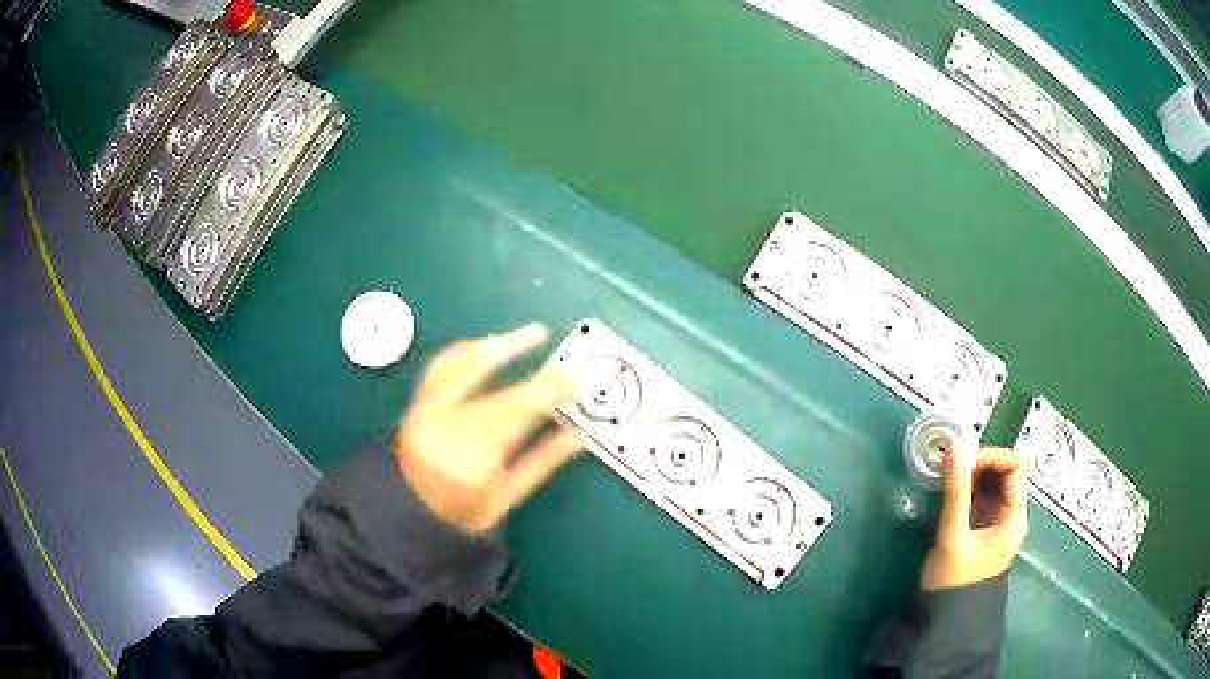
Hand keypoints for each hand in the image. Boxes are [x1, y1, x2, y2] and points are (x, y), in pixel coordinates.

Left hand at [395, 323, 586, 534]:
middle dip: (516, 349)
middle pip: (483, 376)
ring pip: (454, 364)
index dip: (548, 389)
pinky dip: (460, 353)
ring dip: (487, 343)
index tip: (572, 380)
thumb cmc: (461, 516)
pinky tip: (477, 347)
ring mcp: (423, 412)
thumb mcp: (507, 497)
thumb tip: (579, 436)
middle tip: (541, 333)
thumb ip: (543, 462)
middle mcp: (443, 425)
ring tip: (513, 335)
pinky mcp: (413, 407)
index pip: (515, 408)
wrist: (407, 519)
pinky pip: (437, 369)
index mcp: (471, 455)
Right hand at [921, 447, 1028, 591]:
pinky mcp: (984, 531)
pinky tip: (951, 491)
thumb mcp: (953, 536)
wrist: (945, 619)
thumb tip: (954, 449)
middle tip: (954, 465)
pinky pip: (983, 500)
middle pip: (1007, 474)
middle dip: (982, 464)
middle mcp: (1012, 517)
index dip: (993, 457)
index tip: (965, 459)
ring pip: (994, 486)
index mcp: (1014, 518)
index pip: (1016, 468)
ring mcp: (998, 524)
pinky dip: (970, 490)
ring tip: (949, 475)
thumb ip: (956, 493)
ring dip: (974, 476)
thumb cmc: (954, 580)